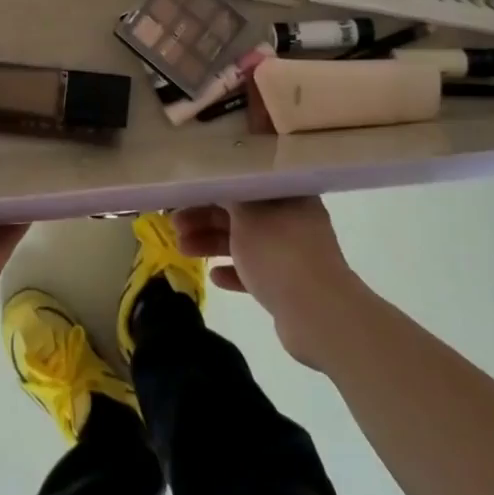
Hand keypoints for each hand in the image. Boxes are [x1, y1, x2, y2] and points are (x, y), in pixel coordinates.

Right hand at [173, 197, 363, 368]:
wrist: (318, 315)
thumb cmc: (279, 253)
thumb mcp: (246, 215)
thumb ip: (227, 195)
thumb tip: (215, 179)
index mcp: (288, 196)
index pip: (246, 182)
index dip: (214, 187)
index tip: (186, 193)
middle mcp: (293, 220)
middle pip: (242, 214)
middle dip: (206, 218)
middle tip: (174, 224)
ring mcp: (292, 255)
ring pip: (245, 243)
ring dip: (213, 244)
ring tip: (182, 250)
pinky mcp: (289, 286)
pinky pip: (255, 273)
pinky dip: (234, 272)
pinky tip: (214, 277)